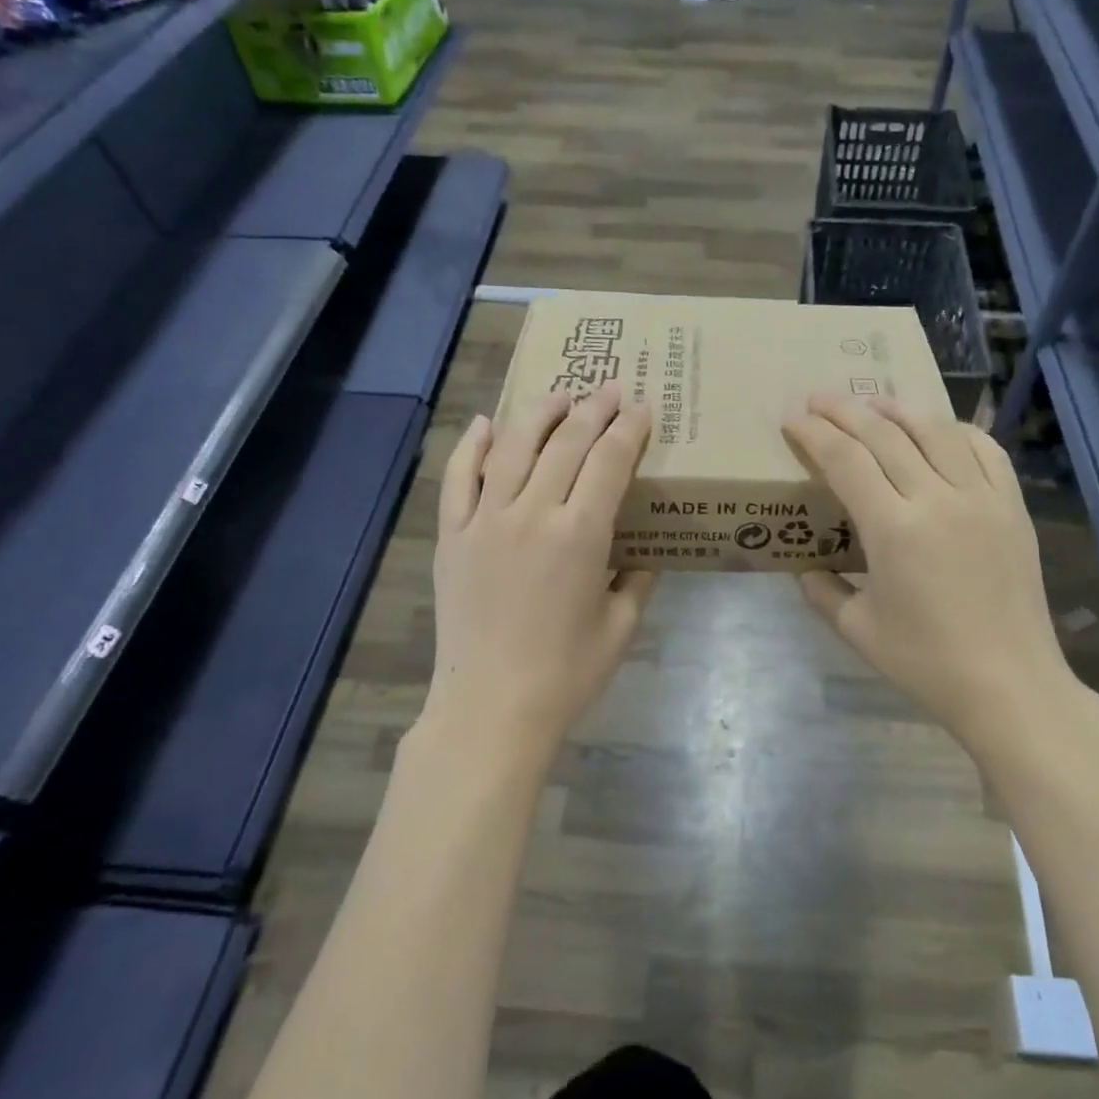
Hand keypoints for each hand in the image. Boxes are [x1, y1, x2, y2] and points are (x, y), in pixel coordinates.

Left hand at [426, 383, 656, 760]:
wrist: (491, 708)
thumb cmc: (566, 674)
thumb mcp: (621, 626)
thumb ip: (638, 580)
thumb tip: (645, 552)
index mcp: (580, 536)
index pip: (609, 462)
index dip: (628, 430)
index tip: (640, 408)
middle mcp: (532, 514)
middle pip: (565, 444)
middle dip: (593, 410)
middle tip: (609, 390)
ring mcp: (485, 521)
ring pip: (511, 447)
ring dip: (538, 414)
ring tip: (558, 396)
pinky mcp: (453, 536)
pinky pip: (458, 478)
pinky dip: (470, 446)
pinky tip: (484, 424)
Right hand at [784, 393, 1098, 758]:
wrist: (1009, 685)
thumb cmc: (926, 663)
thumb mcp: (858, 631)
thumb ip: (823, 593)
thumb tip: (804, 569)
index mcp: (893, 529)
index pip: (845, 460)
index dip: (814, 434)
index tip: (792, 418)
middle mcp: (937, 499)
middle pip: (884, 434)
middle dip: (845, 410)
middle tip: (818, 398)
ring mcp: (982, 498)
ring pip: (936, 431)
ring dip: (898, 409)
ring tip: (872, 401)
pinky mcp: (1012, 507)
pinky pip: (985, 451)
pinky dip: (956, 431)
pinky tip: (938, 429)